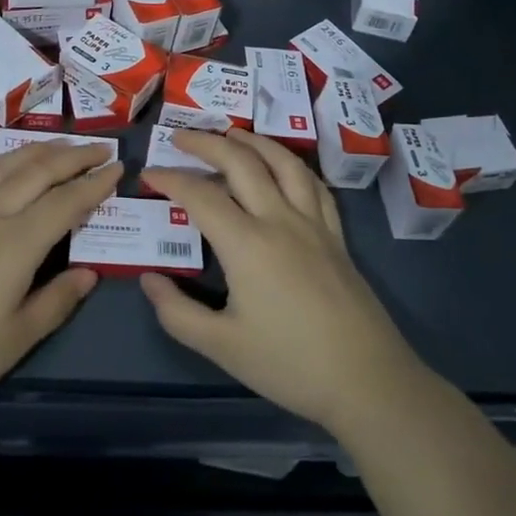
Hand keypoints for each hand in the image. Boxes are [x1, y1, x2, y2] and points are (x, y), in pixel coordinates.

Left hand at [0, 140, 116, 419]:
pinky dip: (0, 159)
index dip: (94, 184)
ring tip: (64, 145)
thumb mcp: (14, 341)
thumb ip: (55, 303)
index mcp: (15, 244)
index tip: (118, 169)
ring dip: (40, 150)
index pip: (65, 202)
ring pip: (7, 165)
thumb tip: (89, 273)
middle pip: (38, 172)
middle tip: (102, 149)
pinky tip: (6, 160)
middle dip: (74, 156)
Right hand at [138, 129, 423, 435]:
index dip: (170, 179)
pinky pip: (315, 186)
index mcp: (247, 244)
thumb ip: (177, 313)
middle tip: (181, 136)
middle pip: (241, 163)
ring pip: (283, 163)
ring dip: (254, 142)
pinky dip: (293, 165)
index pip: (200, 196)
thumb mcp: (222, 347)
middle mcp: (279, 220)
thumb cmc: (290, 364)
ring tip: (232, 133)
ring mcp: (313, 224)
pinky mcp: (337, 236)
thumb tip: (148, 279)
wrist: (367, 381)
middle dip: (207, 143)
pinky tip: (285, 166)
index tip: (148, 174)